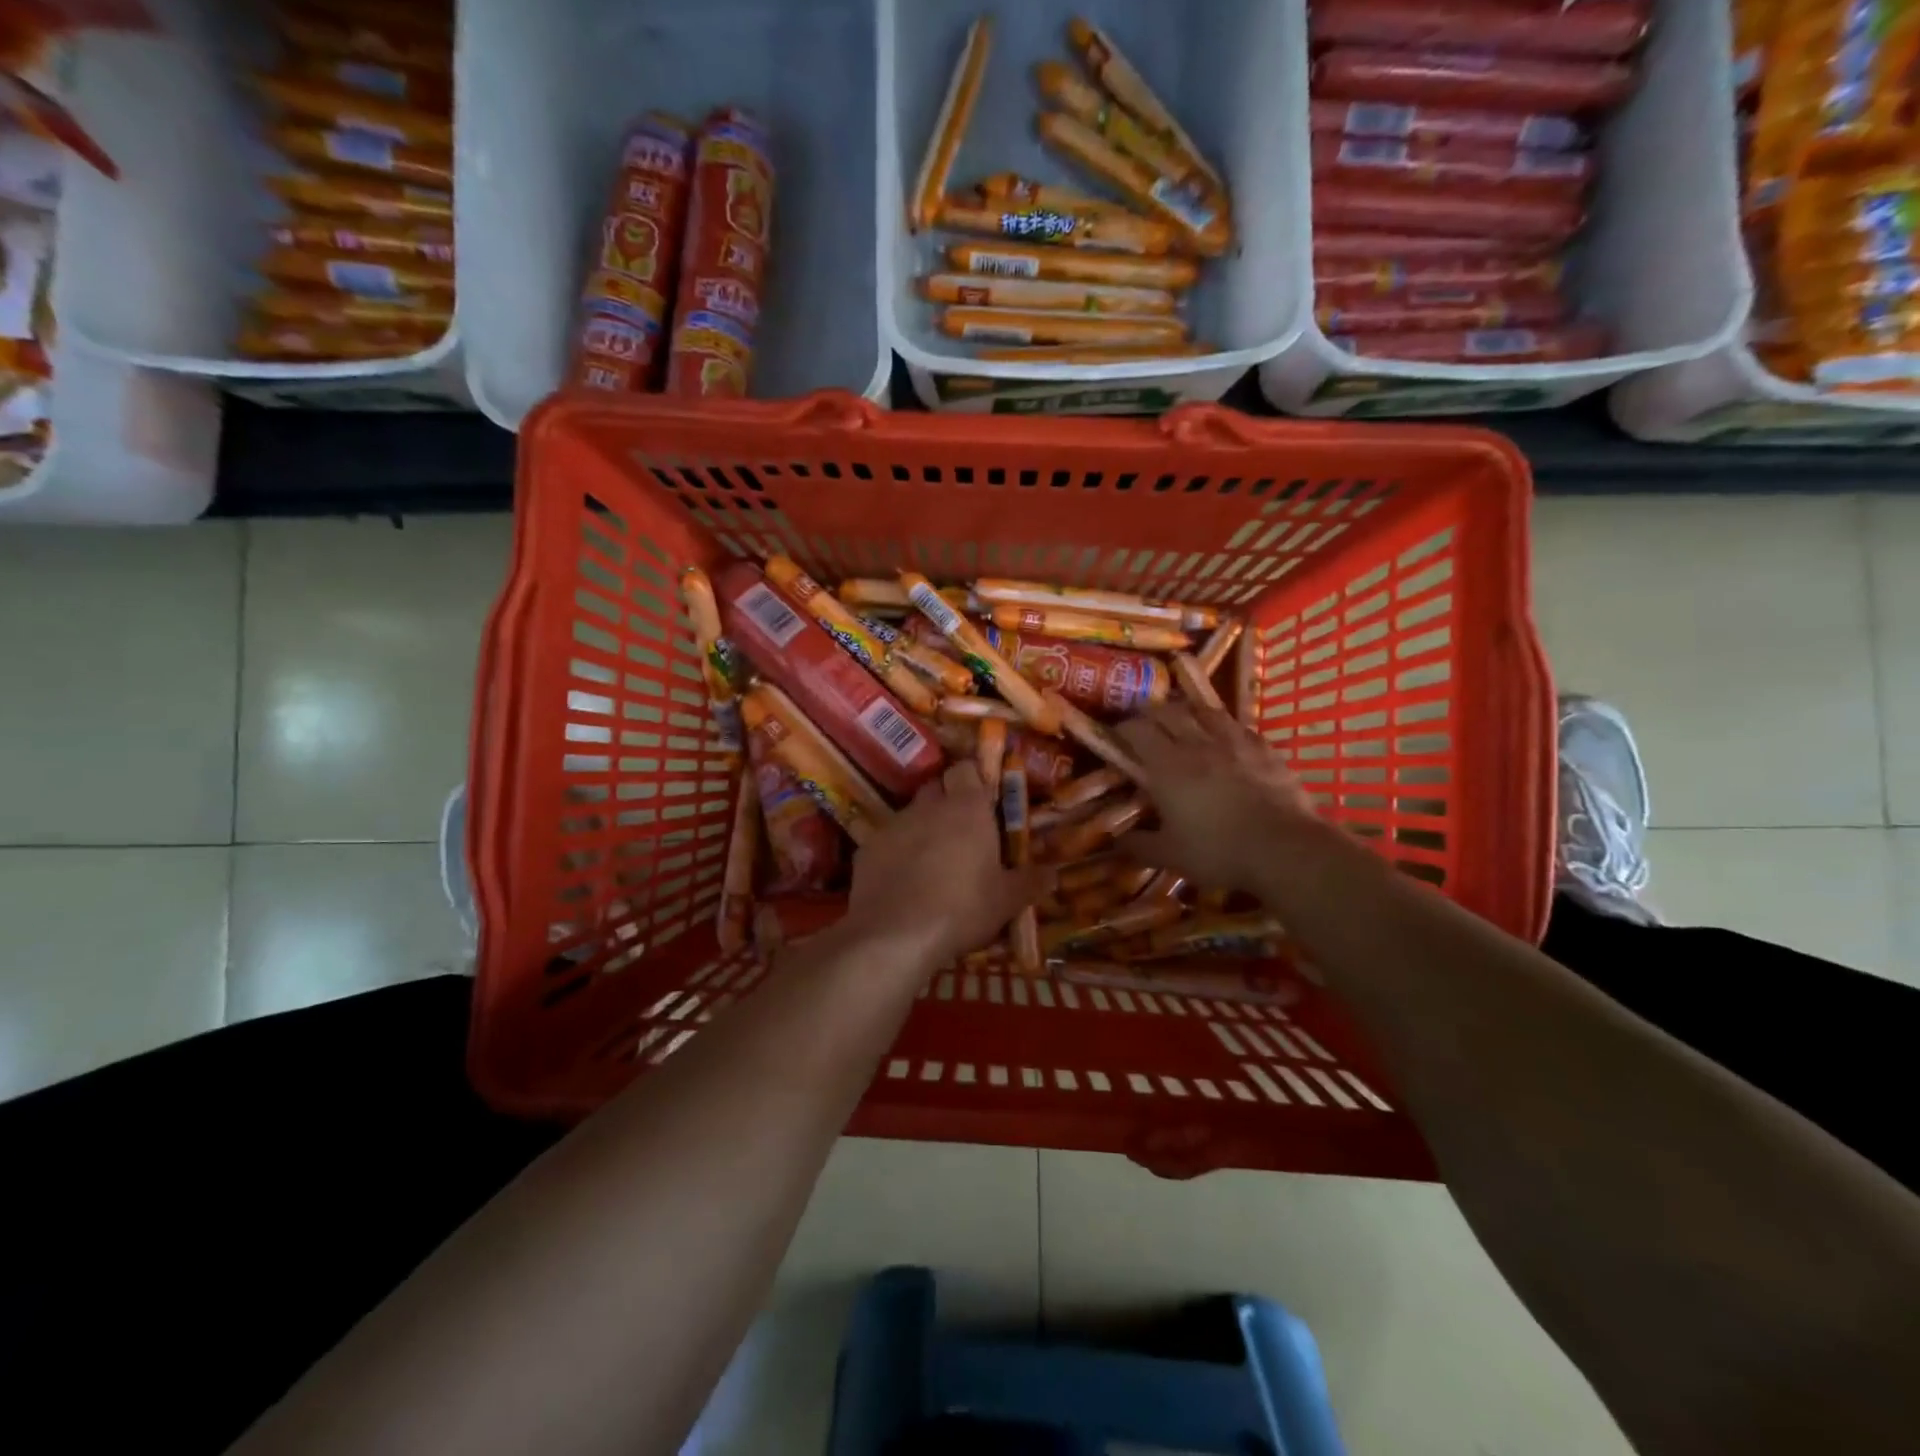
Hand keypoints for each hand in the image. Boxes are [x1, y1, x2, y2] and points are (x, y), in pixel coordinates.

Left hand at [843, 761, 1051, 972]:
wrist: (896, 935)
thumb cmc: (963, 908)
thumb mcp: (1006, 901)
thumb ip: (1030, 882)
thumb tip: (1054, 874)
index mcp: (967, 808)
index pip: (966, 769)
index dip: (973, 780)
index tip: (982, 801)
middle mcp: (928, 806)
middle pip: (936, 788)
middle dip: (947, 803)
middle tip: (961, 834)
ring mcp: (893, 825)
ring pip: (910, 816)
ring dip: (921, 830)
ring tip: (931, 865)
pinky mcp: (866, 849)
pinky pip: (886, 843)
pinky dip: (895, 855)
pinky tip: (902, 884)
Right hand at [1114, 701, 1318, 894]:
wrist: (1283, 848)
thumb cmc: (1218, 851)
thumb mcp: (1170, 856)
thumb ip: (1139, 845)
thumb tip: (1116, 841)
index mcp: (1167, 767)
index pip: (1137, 731)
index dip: (1123, 729)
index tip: (1116, 736)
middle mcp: (1197, 744)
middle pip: (1168, 712)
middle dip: (1152, 714)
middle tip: (1146, 726)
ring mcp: (1234, 743)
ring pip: (1205, 712)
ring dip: (1189, 713)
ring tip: (1185, 721)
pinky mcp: (1264, 749)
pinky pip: (1239, 727)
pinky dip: (1225, 727)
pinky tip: (1227, 738)